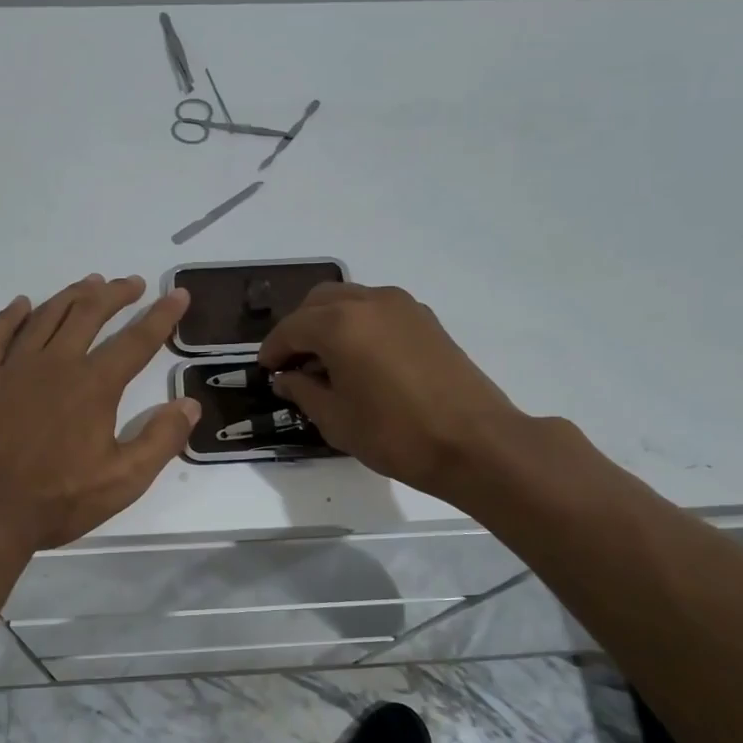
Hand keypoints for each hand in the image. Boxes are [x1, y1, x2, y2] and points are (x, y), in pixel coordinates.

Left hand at [0, 275, 200, 551]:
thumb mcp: (124, 480)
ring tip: (90, 283)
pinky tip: (22, 304)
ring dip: (71, 295)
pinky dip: (11, 316)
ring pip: (46, 316)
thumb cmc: (58, 500)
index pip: (136, 341)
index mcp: (94, 386)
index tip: (177, 294)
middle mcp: (56, 364)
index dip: (161, 315)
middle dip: (115, 294)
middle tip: (131, 284)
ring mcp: (14, 368)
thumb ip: (161, 440)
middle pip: (89, 313)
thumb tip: (189, 404)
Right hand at [260, 283, 521, 499]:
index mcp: (339, 324)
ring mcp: (402, 306)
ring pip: (350, 300)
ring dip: (329, 322)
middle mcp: (368, 302)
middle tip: (294, 363)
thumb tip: (287, 378)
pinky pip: (377, 309)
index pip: (291, 328)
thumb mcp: (336, 420)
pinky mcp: (425, 319)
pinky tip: (361, 358)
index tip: (266, 371)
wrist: (476, 442)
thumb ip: (303, 391)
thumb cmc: (396, 435)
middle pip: (318, 302)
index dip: (273, 350)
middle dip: (299, 328)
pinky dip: (359, 324)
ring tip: (327, 360)